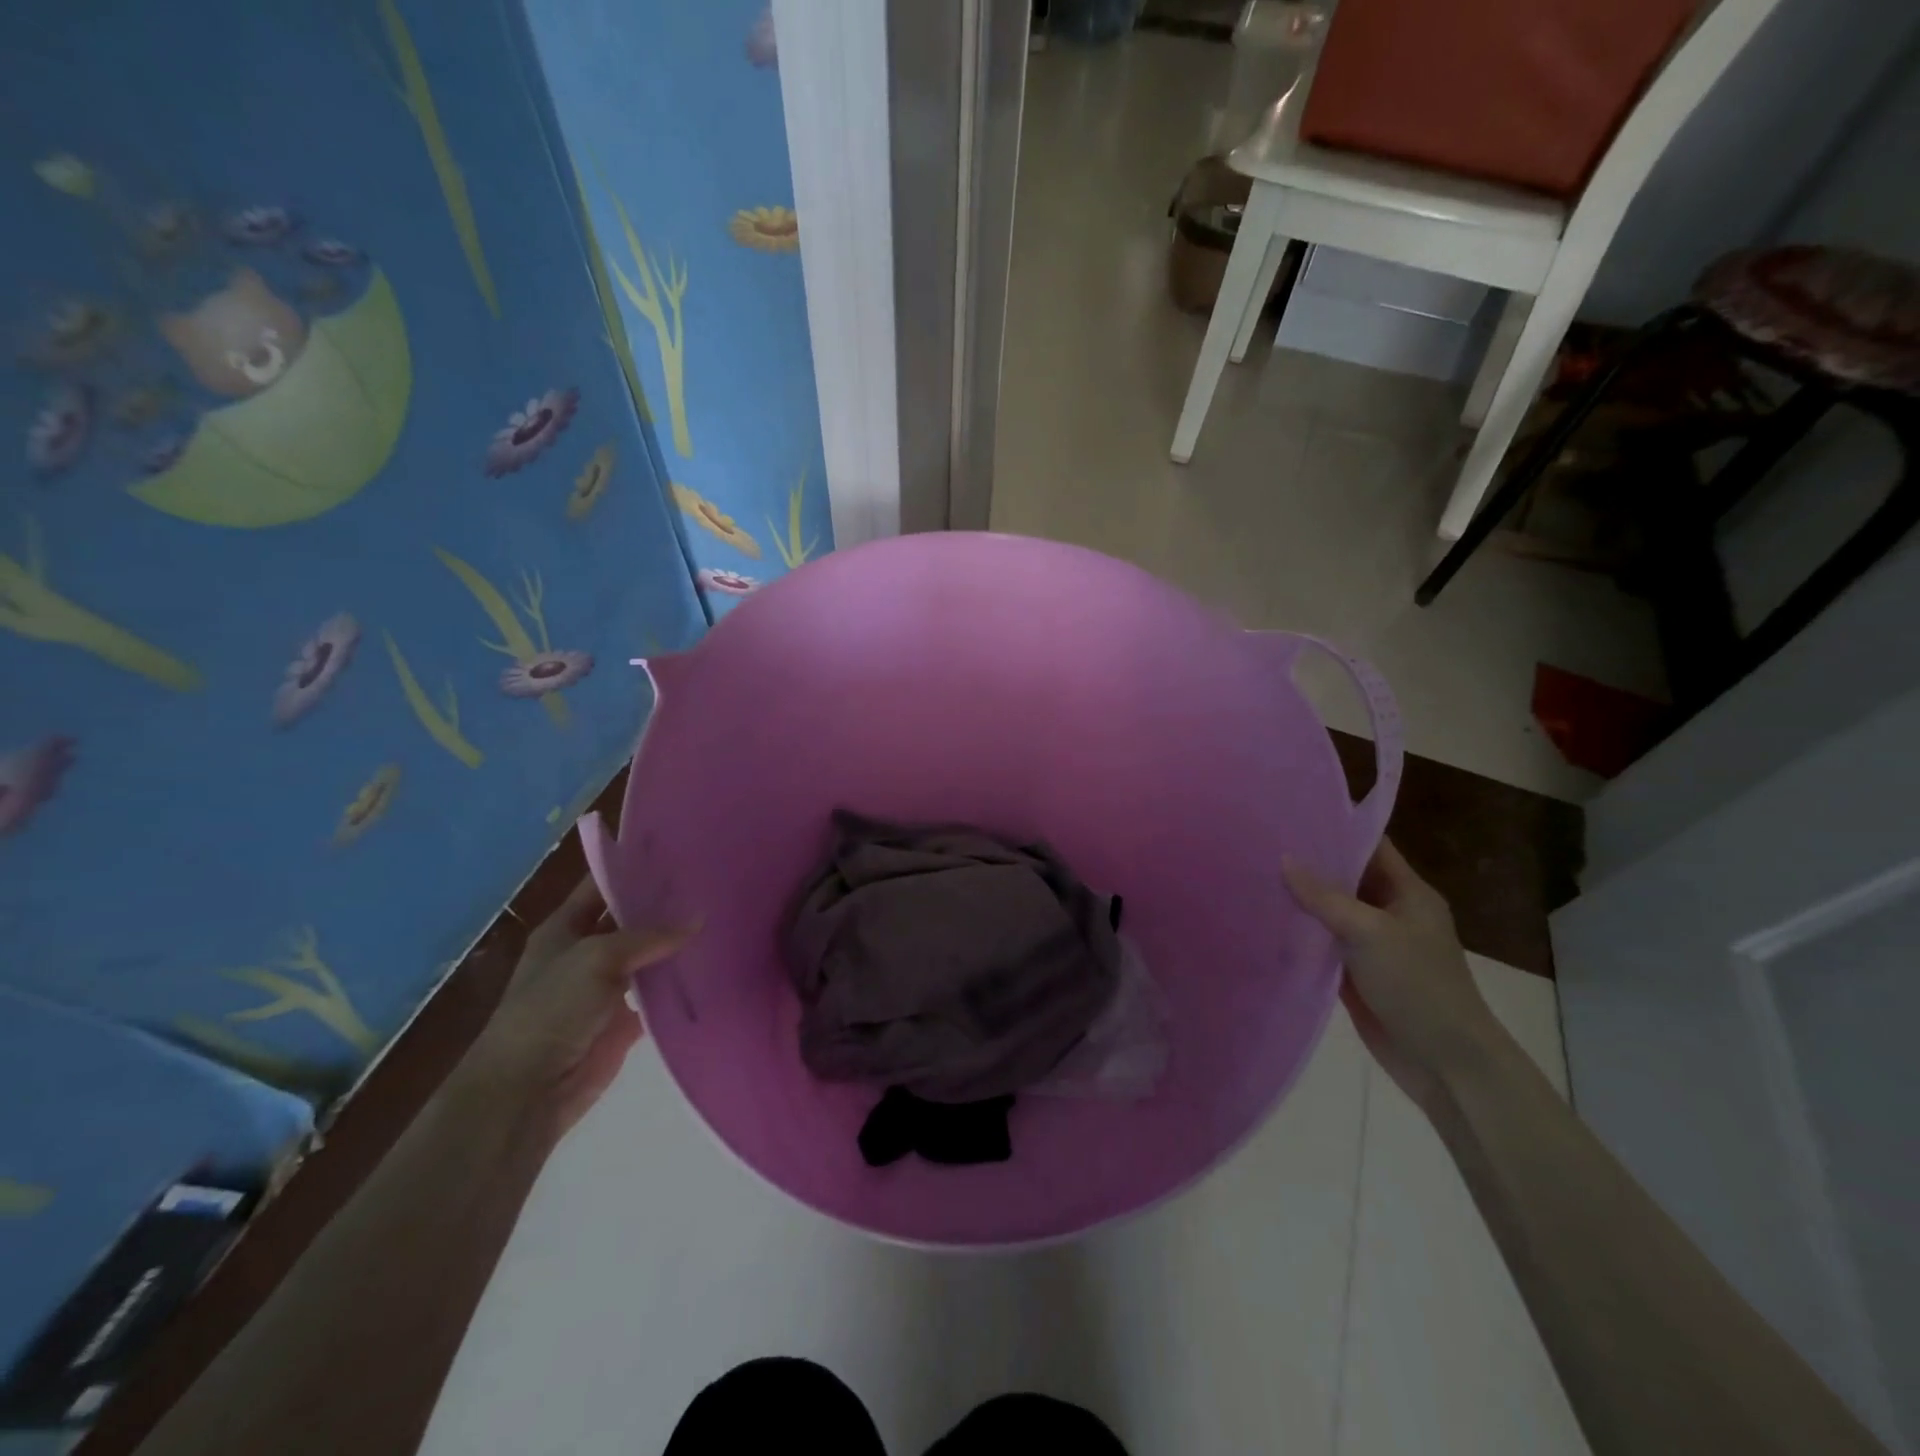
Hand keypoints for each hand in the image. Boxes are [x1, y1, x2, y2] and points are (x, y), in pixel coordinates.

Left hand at [460, 876, 697, 1137]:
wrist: (528, 1090)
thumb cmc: (551, 1008)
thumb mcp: (597, 956)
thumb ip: (649, 936)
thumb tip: (699, 919)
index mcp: (565, 928)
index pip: (601, 886)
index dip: (633, 869)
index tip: (678, 853)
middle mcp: (585, 953)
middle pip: (629, 922)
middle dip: (664, 908)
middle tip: (712, 887)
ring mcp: (605, 989)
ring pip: (648, 959)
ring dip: (676, 947)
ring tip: (722, 923)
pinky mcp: (623, 1022)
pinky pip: (658, 998)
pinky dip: (680, 988)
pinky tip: (713, 970)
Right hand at [1284, 838, 1501, 1114]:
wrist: (1445, 1063)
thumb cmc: (1418, 986)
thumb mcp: (1371, 932)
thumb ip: (1325, 897)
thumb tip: (1285, 860)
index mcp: (1408, 893)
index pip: (1370, 847)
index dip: (1335, 829)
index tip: (1290, 814)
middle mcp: (1389, 912)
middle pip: (1345, 878)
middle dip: (1307, 863)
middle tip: (1258, 843)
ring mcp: (1371, 944)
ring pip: (1329, 912)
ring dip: (1299, 899)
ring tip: (1251, 874)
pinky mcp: (1354, 973)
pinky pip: (1321, 944)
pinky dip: (1298, 934)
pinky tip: (1263, 920)